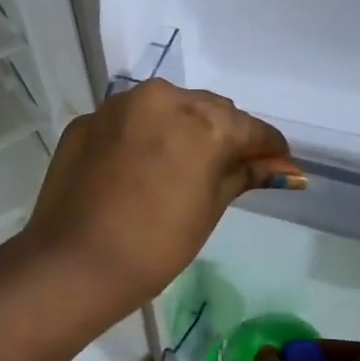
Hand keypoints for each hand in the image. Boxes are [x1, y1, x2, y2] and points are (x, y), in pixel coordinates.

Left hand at [17, 80, 295, 318]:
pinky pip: (126, 120)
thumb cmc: (155, 245)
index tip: (274, 165)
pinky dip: (139, 135)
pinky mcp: (86, 120)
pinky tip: (135, 166)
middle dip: (221, 134)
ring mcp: (118, 106)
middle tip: (224, 169)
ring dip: (179, 128)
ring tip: (177, 165)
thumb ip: (243, 175)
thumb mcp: (209, 209)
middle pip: (208, 110)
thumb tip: (285, 169)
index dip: (267, 148)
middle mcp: (162, 98)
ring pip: (165, 107)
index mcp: (204, 120)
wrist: (74, 261)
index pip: (250, 128)